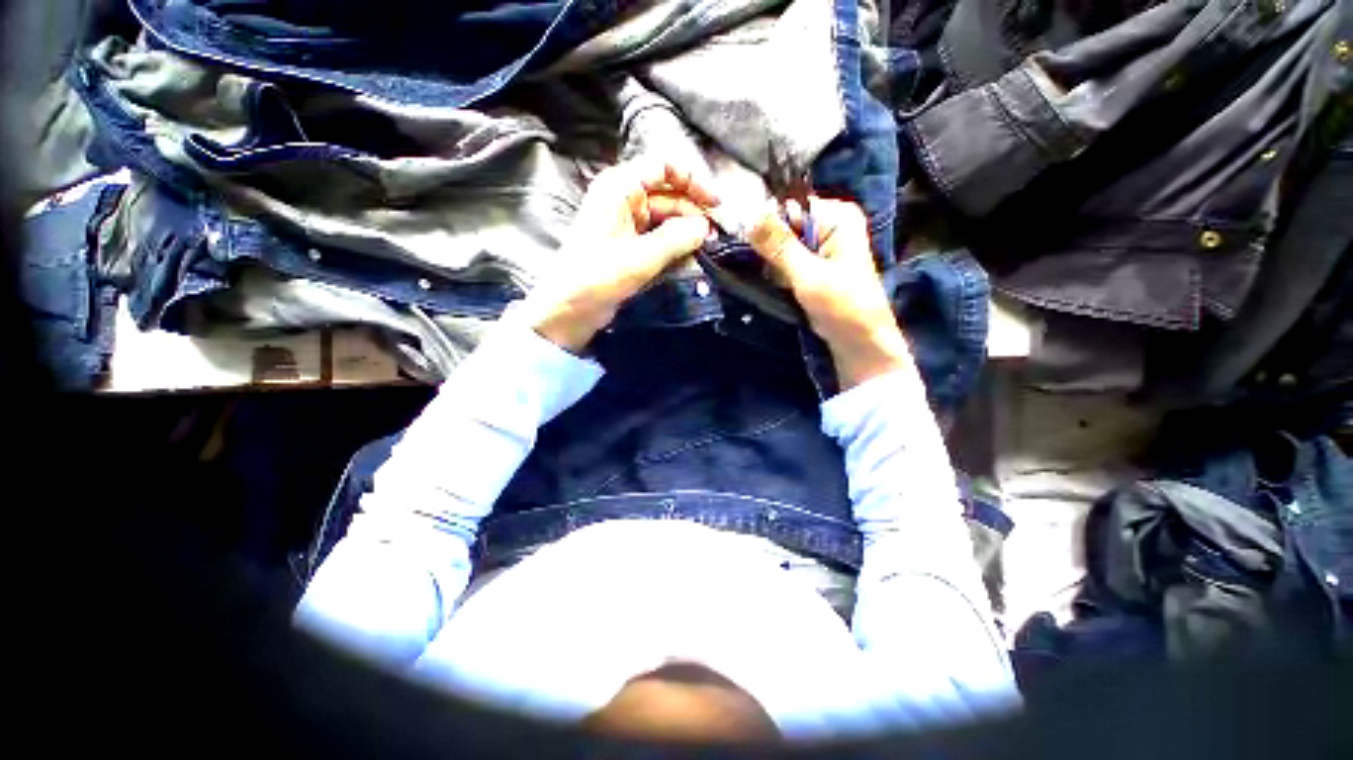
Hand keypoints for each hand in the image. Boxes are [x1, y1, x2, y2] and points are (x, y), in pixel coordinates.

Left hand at [520, 160, 718, 352]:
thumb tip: (705, 227)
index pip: (664, 166)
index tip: (715, 203)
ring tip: (707, 247)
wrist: (570, 308)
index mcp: (620, 187)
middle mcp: (624, 199)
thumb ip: (676, 239)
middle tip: (715, 235)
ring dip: (686, 230)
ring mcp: (627, 223)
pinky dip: (675, 244)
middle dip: (693, 211)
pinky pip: (659, 236)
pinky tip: (691, 255)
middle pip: (668, 193)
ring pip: (666, 217)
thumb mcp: (641, 257)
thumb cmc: (599, 276)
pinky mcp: (630, 245)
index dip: (693, 180)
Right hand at [747, 197, 911, 390]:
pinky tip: (780, 287)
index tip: (745, 241)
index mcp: (837, 216)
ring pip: (780, 247)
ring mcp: (821, 246)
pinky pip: (785, 262)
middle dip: (770, 249)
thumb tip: (748, 216)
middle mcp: (829, 224)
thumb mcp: (807, 274)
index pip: (788, 207)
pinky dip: (778, 274)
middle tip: (769, 271)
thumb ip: (778, 245)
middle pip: (783, 226)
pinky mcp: (813, 265)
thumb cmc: (842, 306)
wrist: (859, 341)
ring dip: (772, 265)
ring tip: (780, 284)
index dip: (765, 223)